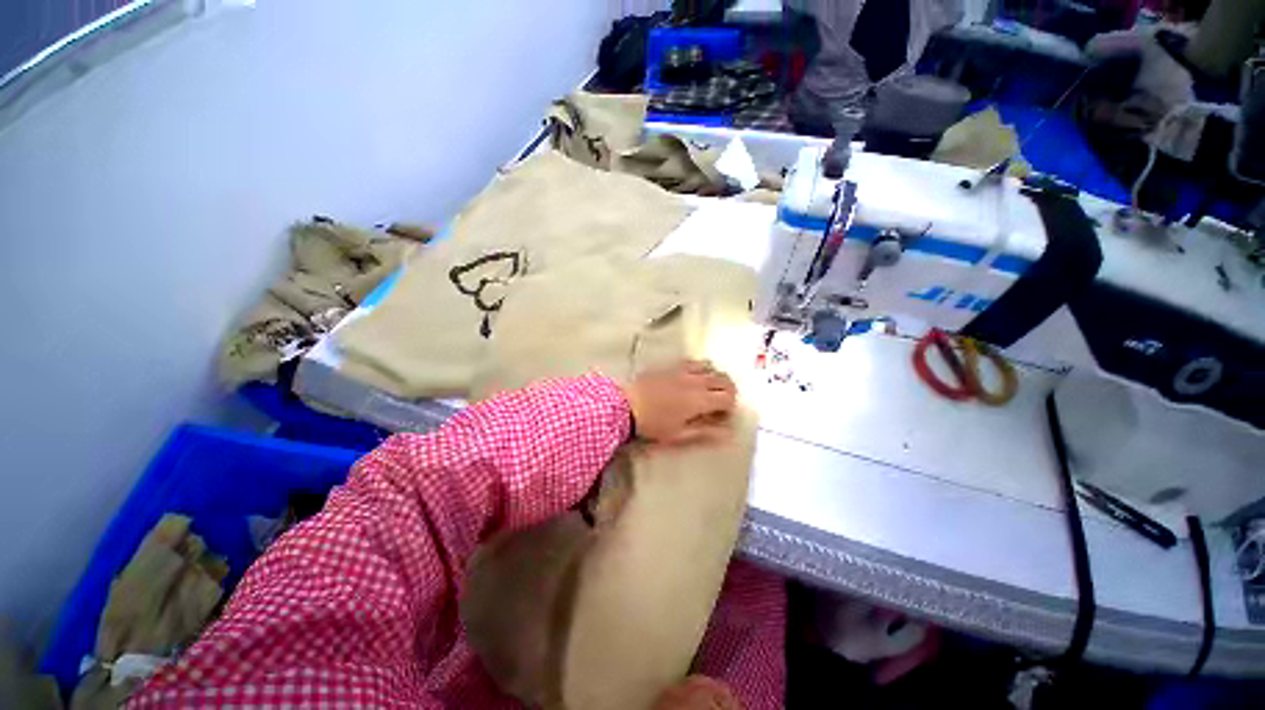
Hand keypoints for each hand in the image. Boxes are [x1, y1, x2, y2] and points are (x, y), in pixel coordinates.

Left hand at [624, 360, 736, 444]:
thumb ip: (705, 432)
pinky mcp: (671, 365)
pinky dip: (700, 368)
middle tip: (720, 403)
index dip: (729, 407)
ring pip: (710, 367)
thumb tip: (727, 434)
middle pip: (723, 379)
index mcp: (700, 399)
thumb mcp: (679, 435)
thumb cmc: (653, 425)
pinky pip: (693, 362)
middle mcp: (696, 380)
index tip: (721, 416)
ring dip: (715, 377)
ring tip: (708, 389)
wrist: (625, 406)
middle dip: (727, 391)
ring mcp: (683, 370)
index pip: (728, 397)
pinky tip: (692, 378)